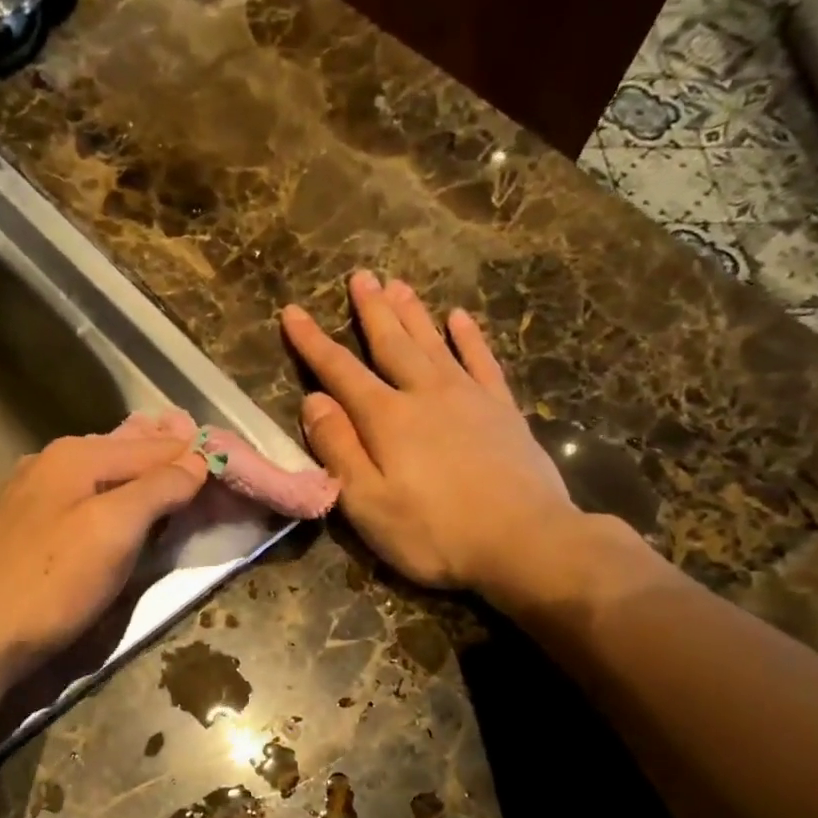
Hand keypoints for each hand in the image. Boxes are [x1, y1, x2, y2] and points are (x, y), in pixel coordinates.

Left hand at [0, 432, 209, 677]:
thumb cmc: (50, 583)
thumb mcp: (113, 530)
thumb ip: (157, 488)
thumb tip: (197, 459)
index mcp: (76, 455)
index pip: (156, 445)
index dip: (197, 457)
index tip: (235, 471)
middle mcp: (53, 463)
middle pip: (129, 454)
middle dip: (172, 463)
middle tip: (215, 480)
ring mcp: (35, 496)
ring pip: (106, 477)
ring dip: (146, 483)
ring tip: (182, 491)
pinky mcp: (29, 529)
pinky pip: (88, 502)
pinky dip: (118, 504)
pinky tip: (128, 516)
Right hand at [282, 271, 581, 605]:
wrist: (525, 541)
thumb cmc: (434, 532)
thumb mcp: (367, 502)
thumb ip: (338, 449)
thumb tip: (313, 401)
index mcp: (386, 418)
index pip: (339, 371)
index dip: (313, 342)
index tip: (292, 312)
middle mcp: (425, 394)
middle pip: (391, 343)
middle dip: (371, 310)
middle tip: (360, 276)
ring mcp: (469, 397)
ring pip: (433, 343)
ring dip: (413, 313)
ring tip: (398, 284)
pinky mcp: (502, 410)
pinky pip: (482, 361)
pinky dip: (469, 337)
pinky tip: (460, 318)